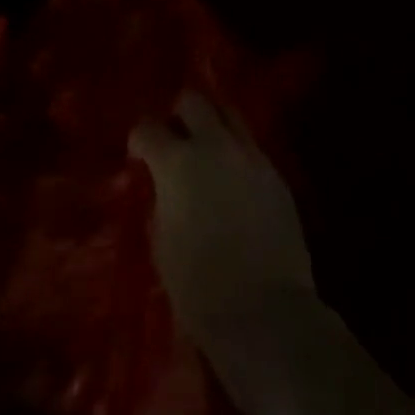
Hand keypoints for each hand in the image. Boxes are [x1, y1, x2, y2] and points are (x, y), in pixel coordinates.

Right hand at [129, 92, 315, 342]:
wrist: (266, 313)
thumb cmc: (199, 288)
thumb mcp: (161, 242)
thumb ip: (160, 201)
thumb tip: (163, 187)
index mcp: (177, 162)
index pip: (148, 127)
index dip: (139, 139)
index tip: (138, 155)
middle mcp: (214, 146)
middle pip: (193, 101)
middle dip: (178, 114)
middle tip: (174, 139)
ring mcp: (250, 156)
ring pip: (228, 114)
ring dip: (212, 126)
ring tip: (206, 152)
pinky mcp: (276, 175)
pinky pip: (250, 147)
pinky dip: (235, 153)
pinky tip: (232, 181)